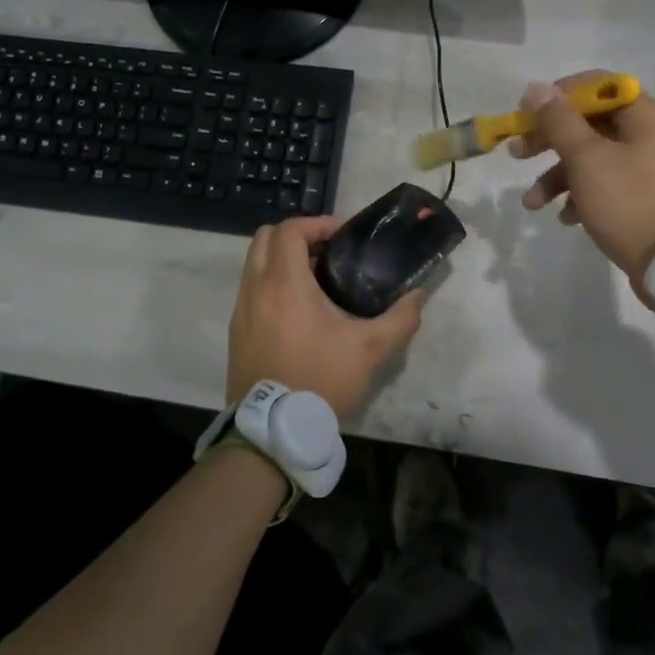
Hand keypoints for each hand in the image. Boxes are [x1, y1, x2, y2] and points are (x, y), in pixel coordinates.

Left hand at [226, 217, 424, 418]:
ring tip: (316, 279)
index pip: (290, 229)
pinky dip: (270, 283)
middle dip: (296, 235)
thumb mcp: (371, 349)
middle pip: (265, 237)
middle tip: (327, 251)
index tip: (342, 235)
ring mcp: (240, 310)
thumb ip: (400, 318)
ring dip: (281, 259)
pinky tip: (297, 310)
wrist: (274, 431)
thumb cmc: (322, 380)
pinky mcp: (235, 331)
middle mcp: (255, 288)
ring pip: (254, 263)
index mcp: (285, 283)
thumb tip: (418, 296)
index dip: (317, 223)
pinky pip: (250, 289)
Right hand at [513, 74, 654, 287]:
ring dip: (559, 176)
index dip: (559, 96)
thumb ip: (558, 121)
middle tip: (516, 154)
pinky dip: (583, 196)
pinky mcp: (650, 200)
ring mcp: (654, 170)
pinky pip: (610, 186)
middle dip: (550, 141)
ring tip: (532, 203)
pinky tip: (566, 218)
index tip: (528, 115)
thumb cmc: (630, 203)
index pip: (599, 87)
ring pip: (596, 159)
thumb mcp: (587, 159)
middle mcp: (654, 136)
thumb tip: (536, 89)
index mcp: (647, 116)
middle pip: (592, 124)